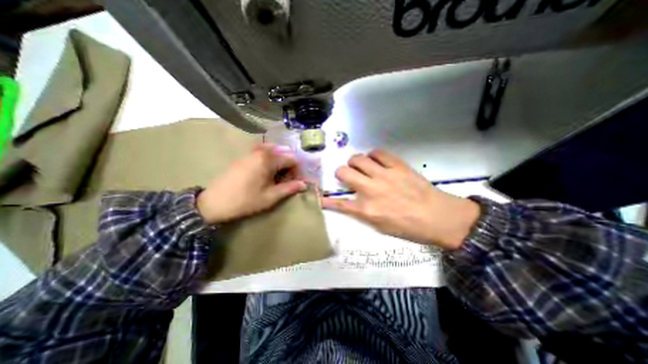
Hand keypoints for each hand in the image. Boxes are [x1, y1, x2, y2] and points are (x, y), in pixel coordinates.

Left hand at [197, 142, 306, 222]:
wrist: (214, 202)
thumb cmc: (245, 201)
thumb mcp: (270, 197)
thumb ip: (289, 188)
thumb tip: (304, 184)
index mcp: (268, 159)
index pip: (291, 159)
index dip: (297, 171)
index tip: (294, 182)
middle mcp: (260, 151)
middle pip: (283, 153)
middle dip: (288, 165)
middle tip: (285, 180)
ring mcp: (250, 152)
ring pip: (272, 151)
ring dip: (279, 161)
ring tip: (276, 176)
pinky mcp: (243, 156)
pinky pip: (261, 152)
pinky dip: (269, 159)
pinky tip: (265, 171)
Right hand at [321, 149, 477, 250]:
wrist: (439, 217)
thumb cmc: (409, 227)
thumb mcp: (381, 227)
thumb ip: (363, 213)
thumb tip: (352, 203)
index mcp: (367, 210)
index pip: (339, 203)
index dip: (327, 200)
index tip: (320, 196)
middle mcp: (371, 190)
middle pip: (344, 172)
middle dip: (341, 173)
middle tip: (347, 175)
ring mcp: (384, 175)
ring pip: (358, 159)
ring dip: (355, 162)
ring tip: (360, 166)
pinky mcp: (397, 165)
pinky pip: (378, 152)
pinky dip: (373, 155)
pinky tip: (376, 160)